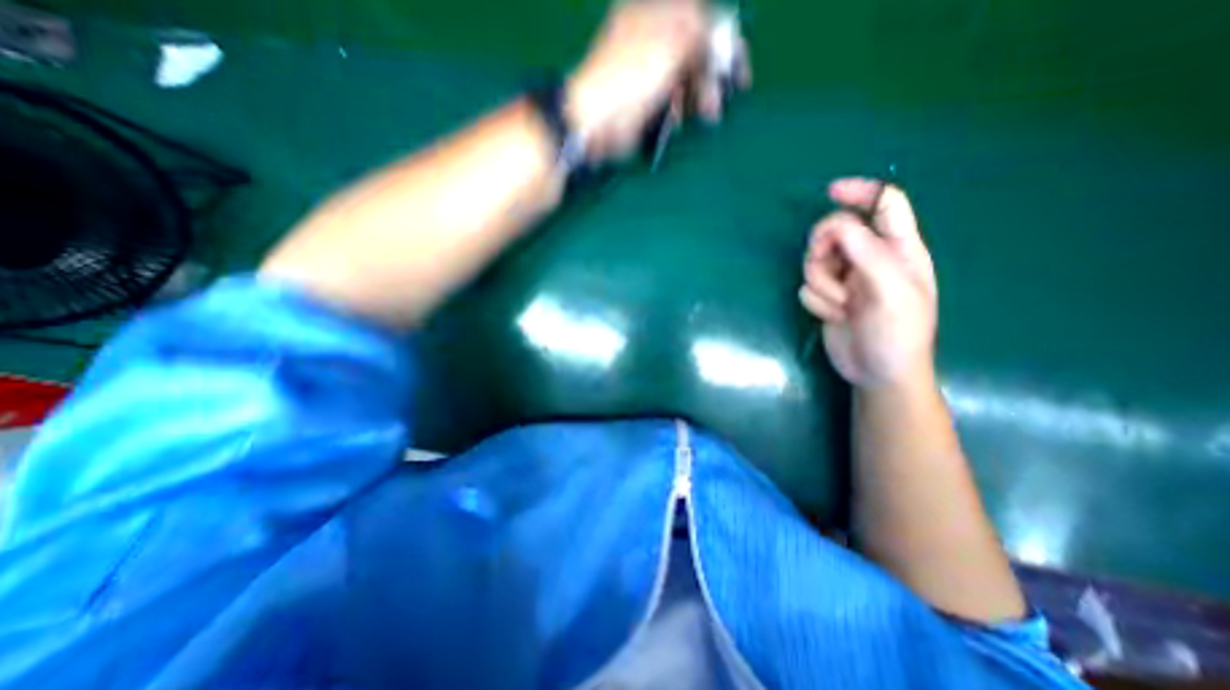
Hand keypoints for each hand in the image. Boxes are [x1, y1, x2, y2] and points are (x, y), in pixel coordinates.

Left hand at [563, 1, 750, 161]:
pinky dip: (679, 108)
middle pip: (693, 50)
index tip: (738, 68)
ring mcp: (647, 72)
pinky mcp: (644, 101)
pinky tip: (679, 119)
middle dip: (712, 74)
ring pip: (684, 78)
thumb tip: (719, 38)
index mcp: (654, 13)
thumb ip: (699, 36)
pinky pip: (669, 100)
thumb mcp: (669, 47)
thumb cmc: (629, 78)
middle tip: (720, 98)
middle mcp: (651, 39)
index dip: (723, 41)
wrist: (595, 120)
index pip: (700, 18)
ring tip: (707, 114)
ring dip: (699, 95)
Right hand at [804, 177, 939, 386]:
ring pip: (814, 261)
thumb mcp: (892, 290)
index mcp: (899, 249)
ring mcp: (845, 279)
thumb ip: (868, 253)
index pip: (884, 204)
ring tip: (841, 305)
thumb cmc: (898, 333)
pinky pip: (807, 287)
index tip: (831, 192)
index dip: (860, 192)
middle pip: (835, 232)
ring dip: (822, 283)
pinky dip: (817, 302)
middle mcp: (869, 259)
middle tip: (832, 269)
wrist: (877, 372)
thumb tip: (838, 226)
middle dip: (825, 249)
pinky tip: (835, 317)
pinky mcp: (826, 297)